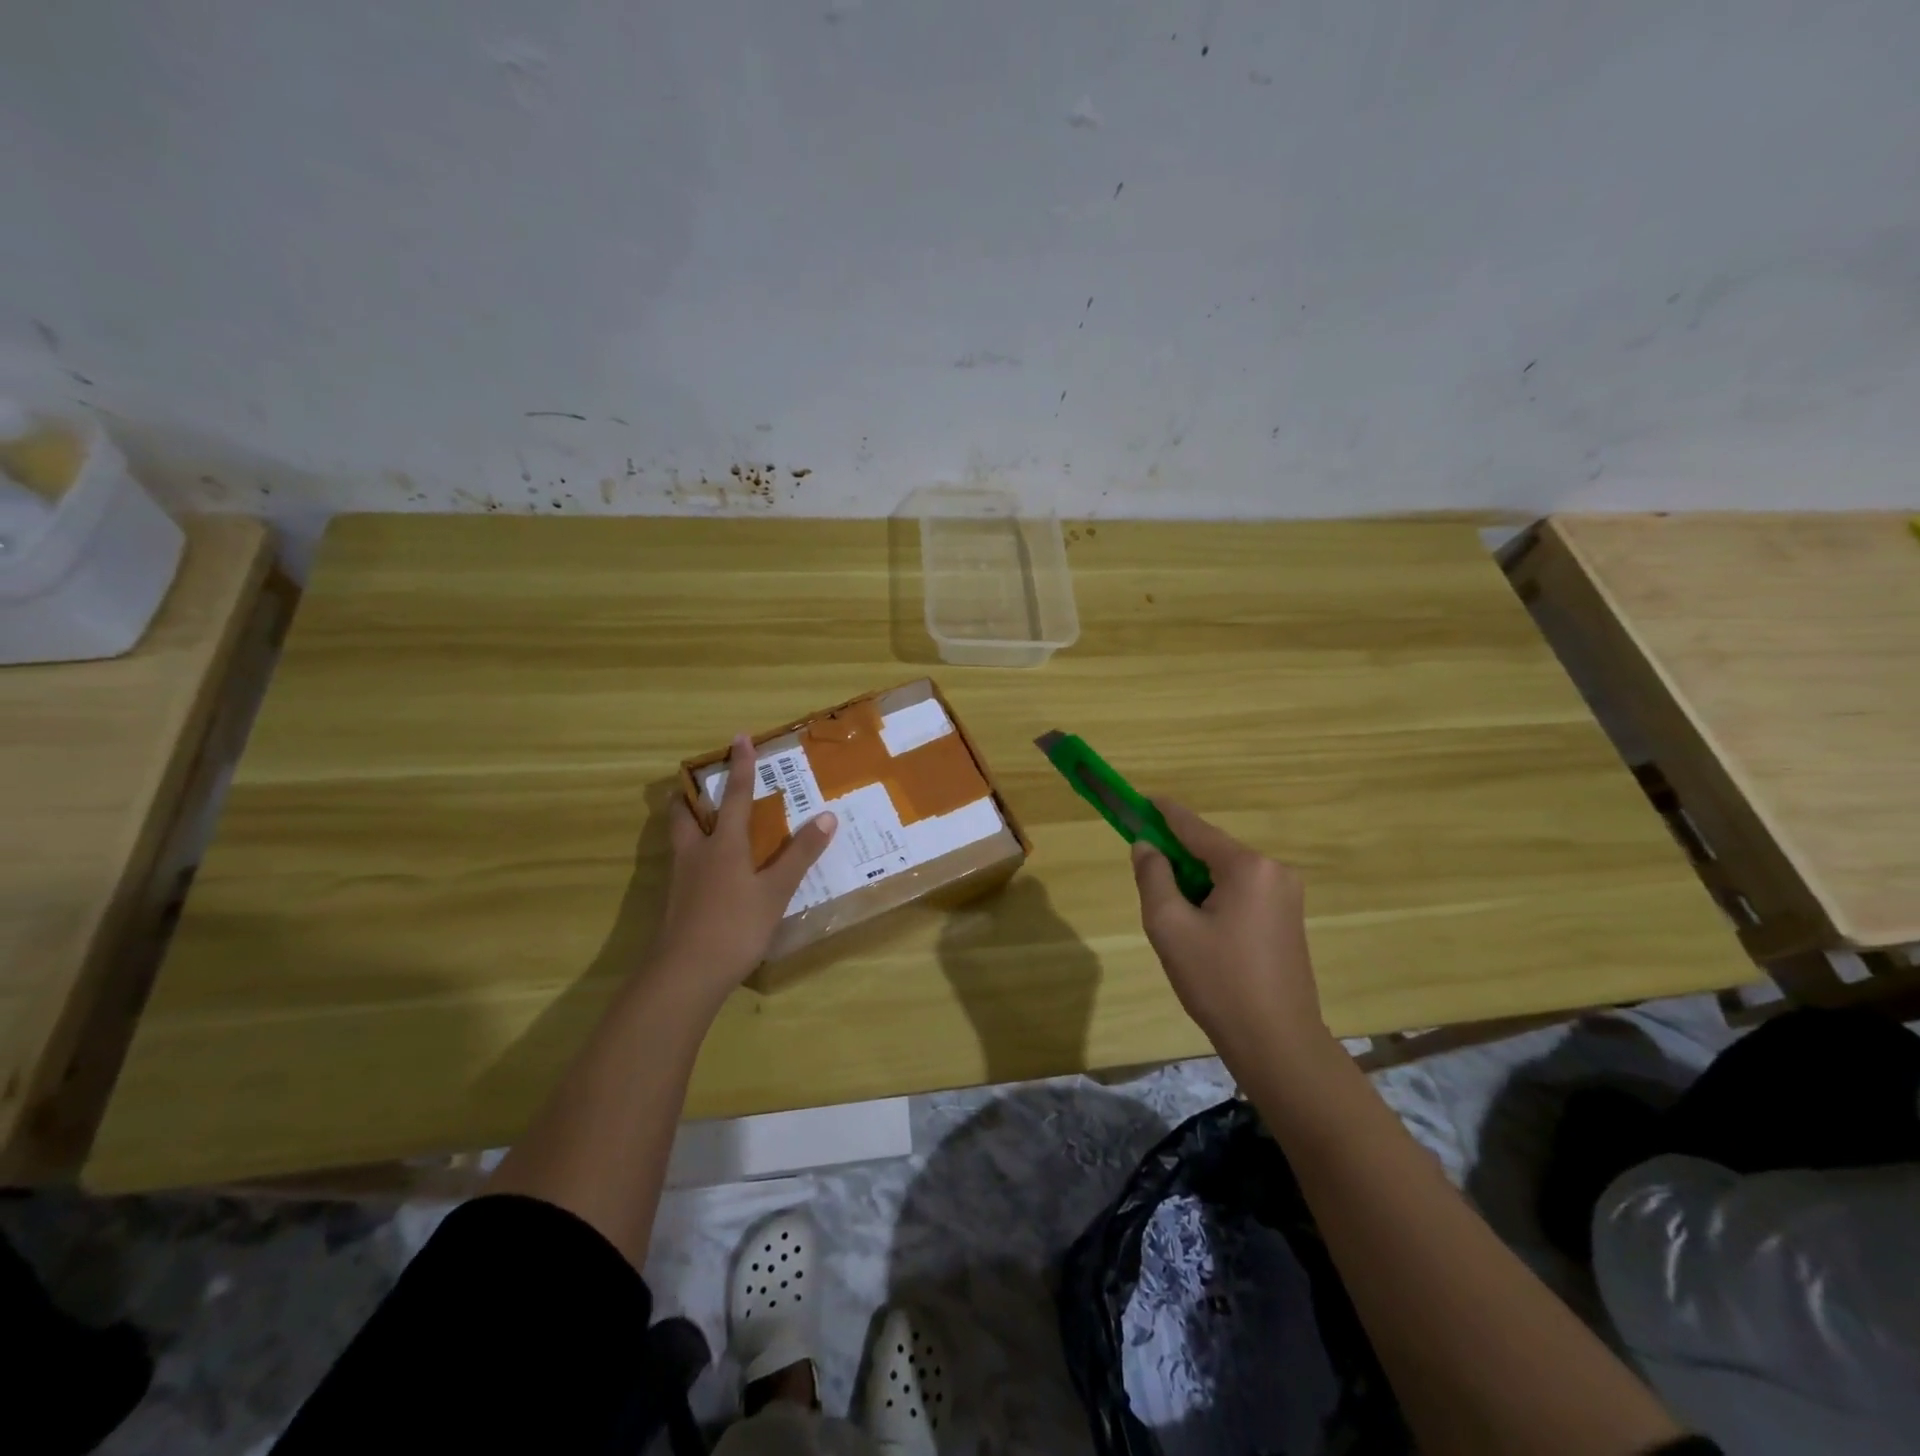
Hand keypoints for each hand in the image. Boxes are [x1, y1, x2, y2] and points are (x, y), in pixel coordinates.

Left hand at [648, 735, 837, 1005]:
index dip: (741, 766)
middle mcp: (697, 852)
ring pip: (680, 838)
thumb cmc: (735, 926)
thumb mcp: (776, 890)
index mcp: (724, 843)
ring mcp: (681, 878)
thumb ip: (800, 854)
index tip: (739, 738)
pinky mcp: (676, 902)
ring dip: (690, 822)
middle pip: (686, 813)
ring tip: (705, 821)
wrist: (685, 974)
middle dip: (692, 794)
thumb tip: (827, 815)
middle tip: (700, 784)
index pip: (736, 795)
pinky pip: (684, 864)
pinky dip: (695, 853)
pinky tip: (710, 871)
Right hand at [1131, 801, 1329, 1063]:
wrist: (1278, 1043)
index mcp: (1247, 867)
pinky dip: (1215, 898)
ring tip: (1174, 919)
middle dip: (1177, 858)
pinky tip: (1201, 930)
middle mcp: (1273, 870)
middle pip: (1211, 850)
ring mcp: (1287, 895)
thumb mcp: (1169, 926)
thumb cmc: (1218, 982)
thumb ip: (1153, 877)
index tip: (1138, 800)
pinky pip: (1242, 892)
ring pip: (1225, 873)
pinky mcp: (1289, 918)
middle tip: (1148, 881)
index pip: (1194, 827)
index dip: (1162, 812)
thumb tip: (1146, 847)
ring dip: (1195, 883)